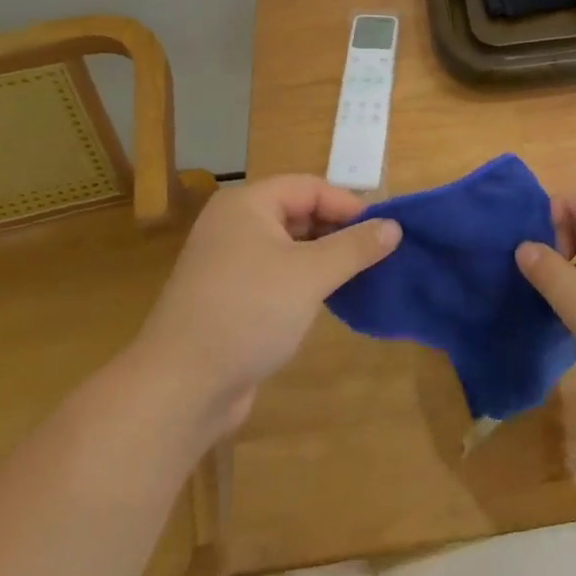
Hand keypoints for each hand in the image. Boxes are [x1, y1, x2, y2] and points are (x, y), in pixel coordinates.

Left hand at [135, 176, 400, 436]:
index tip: (384, 231)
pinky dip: (303, 281)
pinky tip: (328, 300)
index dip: (349, 205)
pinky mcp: (229, 298)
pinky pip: (276, 275)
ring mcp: (228, 263)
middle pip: (298, 213)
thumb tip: (394, 226)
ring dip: (324, 258)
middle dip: (338, 231)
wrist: (180, 388)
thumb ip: (355, 247)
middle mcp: (234, 225)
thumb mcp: (311, 274)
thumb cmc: (249, 312)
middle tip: (376, 254)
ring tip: (360, 276)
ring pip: (289, 247)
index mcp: (247, 204)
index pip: (310, 187)